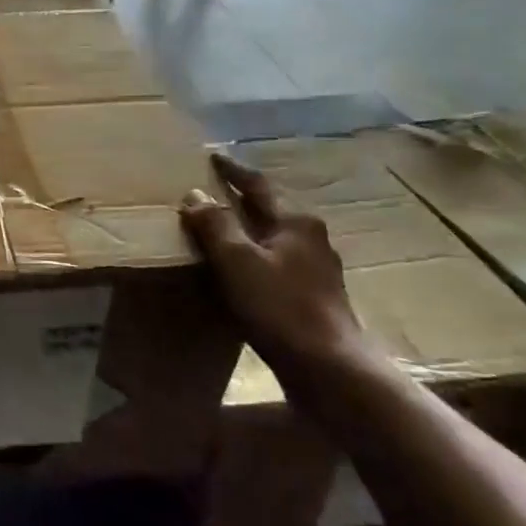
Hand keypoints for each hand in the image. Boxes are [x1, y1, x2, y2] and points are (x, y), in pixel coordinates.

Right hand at [180, 150, 365, 380]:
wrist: (330, 369)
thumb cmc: (281, 307)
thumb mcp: (237, 261)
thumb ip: (215, 225)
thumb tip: (195, 194)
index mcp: (296, 221)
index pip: (258, 185)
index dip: (233, 171)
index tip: (212, 157)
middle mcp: (311, 238)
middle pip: (271, 209)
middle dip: (243, 199)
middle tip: (214, 191)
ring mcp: (317, 269)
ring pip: (275, 238)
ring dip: (249, 230)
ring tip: (223, 230)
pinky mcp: (315, 297)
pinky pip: (277, 264)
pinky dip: (256, 258)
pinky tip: (243, 272)